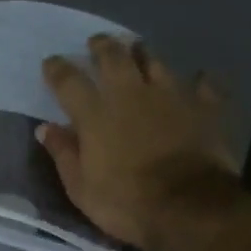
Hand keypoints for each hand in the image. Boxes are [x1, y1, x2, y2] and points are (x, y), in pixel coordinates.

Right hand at [37, 34, 240, 250]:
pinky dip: (198, 82)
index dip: (57, 69)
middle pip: (114, 58)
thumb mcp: (80, 187)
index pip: (69, 81)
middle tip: (97, 42)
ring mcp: (171, 97)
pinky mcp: (205, 108)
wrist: (189, 208)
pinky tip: (198, 79)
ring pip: (156, 62)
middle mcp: (131, 94)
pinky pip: (203, 86)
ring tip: (138, 49)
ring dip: (144, 54)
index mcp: (95, 114)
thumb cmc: (124, 202)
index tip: (50, 62)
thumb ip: (63, 153)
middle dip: (102, 47)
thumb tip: (45, 128)